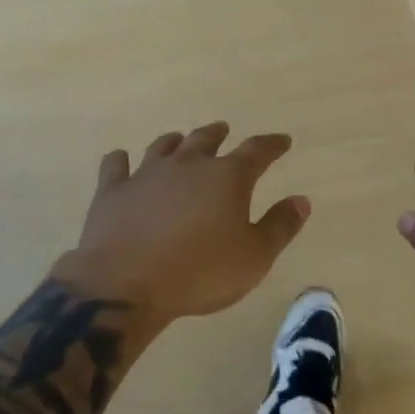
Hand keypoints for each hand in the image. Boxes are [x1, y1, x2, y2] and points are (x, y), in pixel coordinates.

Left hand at [52, 122, 310, 325]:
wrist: (125, 284)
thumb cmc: (199, 273)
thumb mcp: (254, 257)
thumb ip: (280, 226)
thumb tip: (301, 200)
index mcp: (227, 178)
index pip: (257, 151)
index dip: (272, 145)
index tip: (282, 141)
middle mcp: (188, 165)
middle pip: (206, 139)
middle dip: (218, 133)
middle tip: (224, 129)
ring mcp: (147, 174)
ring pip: (163, 147)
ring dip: (174, 141)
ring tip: (179, 139)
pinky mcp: (113, 191)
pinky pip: (116, 166)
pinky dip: (120, 161)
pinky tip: (121, 160)